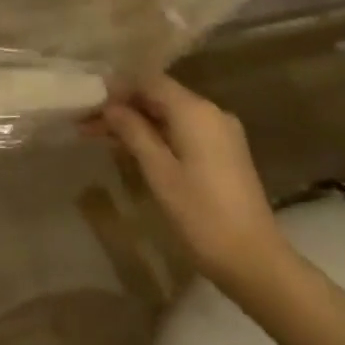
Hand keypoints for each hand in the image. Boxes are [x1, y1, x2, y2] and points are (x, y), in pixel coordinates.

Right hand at [99, 74, 293, 300]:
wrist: (257, 263)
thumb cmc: (202, 216)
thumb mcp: (159, 173)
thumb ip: (133, 132)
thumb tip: (110, 106)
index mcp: (195, 111)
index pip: (149, 81)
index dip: (117, 87)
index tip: (88, 100)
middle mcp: (211, 112)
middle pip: (159, 95)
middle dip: (124, 106)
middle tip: (87, 121)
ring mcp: (221, 132)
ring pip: (170, 114)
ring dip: (138, 122)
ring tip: (102, 136)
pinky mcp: (225, 152)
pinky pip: (184, 130)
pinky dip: (158, 134)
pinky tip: (135, 148)